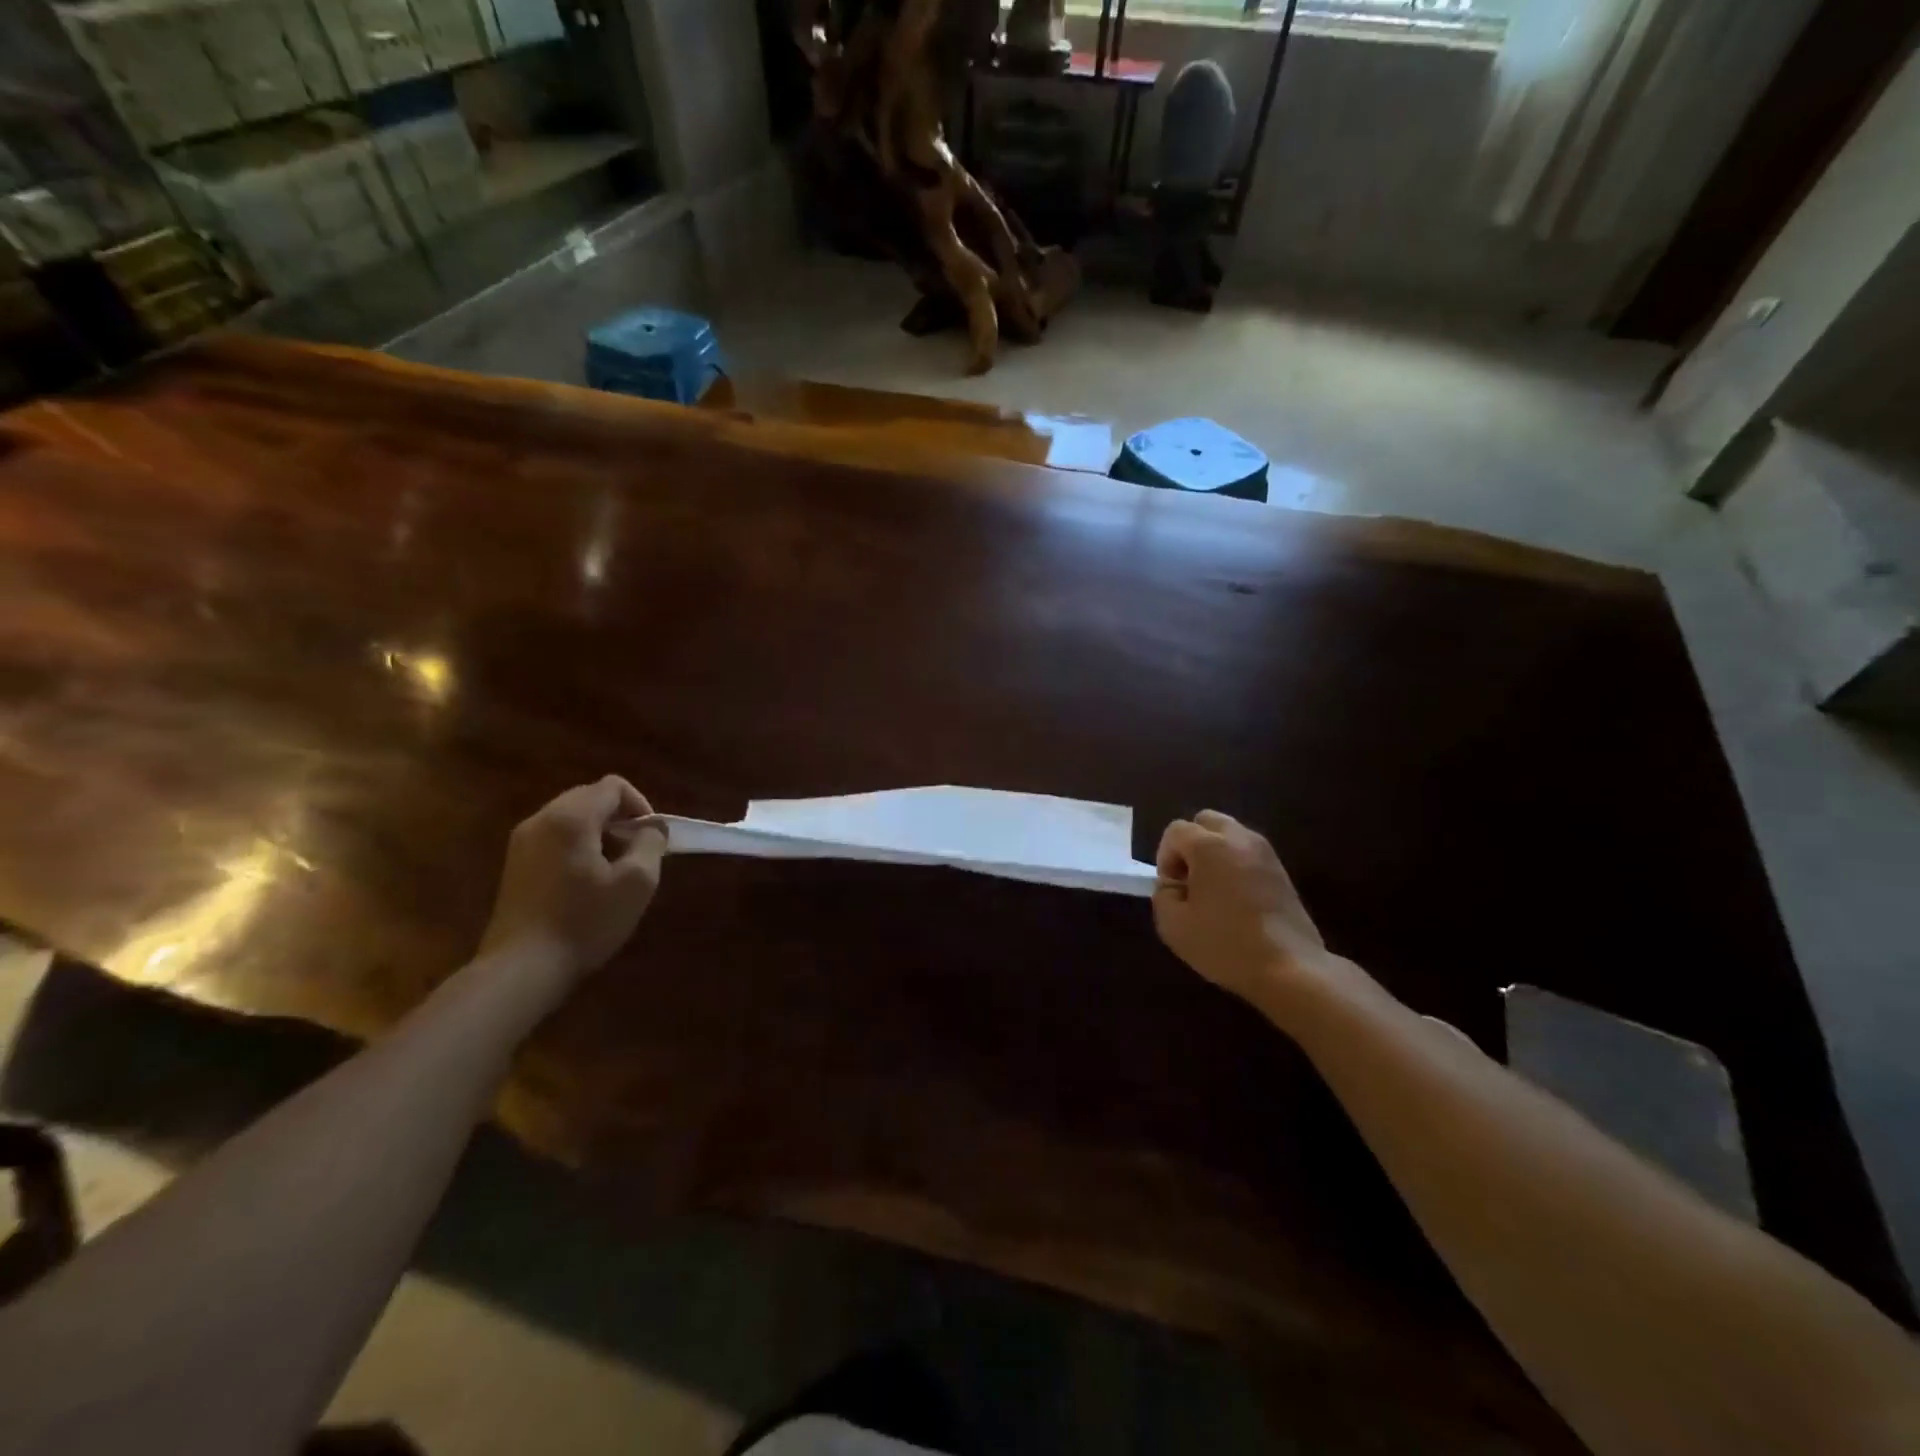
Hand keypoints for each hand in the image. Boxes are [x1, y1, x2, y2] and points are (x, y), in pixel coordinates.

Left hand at [479, 776, 667, 979]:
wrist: (522, 969)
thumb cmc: (585, 921)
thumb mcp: (637, 882)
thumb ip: (651, 843)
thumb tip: (653, 827)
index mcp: (571, 818)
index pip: (613, 786)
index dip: (640, 806)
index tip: (650, 839)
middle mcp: (541, 819)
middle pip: (590, 797)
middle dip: (619, 819)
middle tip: (635, 854)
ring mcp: (522, 842)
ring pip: (571, 818)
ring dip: (599, 834)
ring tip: (612, 870)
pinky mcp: (514, 864)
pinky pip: (555, 838)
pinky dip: (577, 847)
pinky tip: (585, 883)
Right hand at [1153, 811, 1336, 1007]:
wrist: (1290, 969)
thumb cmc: (1225, 944)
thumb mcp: (1172, 925)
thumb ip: (1163, 894)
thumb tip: (1173, 884)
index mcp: (1210, 846)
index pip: (1176, 831)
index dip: (1165, 857)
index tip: (1172, 889)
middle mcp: (1239, 839)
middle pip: (1205, 821)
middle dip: (1190, 845)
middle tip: (1190, 881)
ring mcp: (1265, 853)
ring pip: (1230, 835)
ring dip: (1214, 853)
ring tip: (1213, 891)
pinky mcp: (1282, 871)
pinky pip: (1248, 853)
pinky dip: (1235, 865)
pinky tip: (1236, 900)